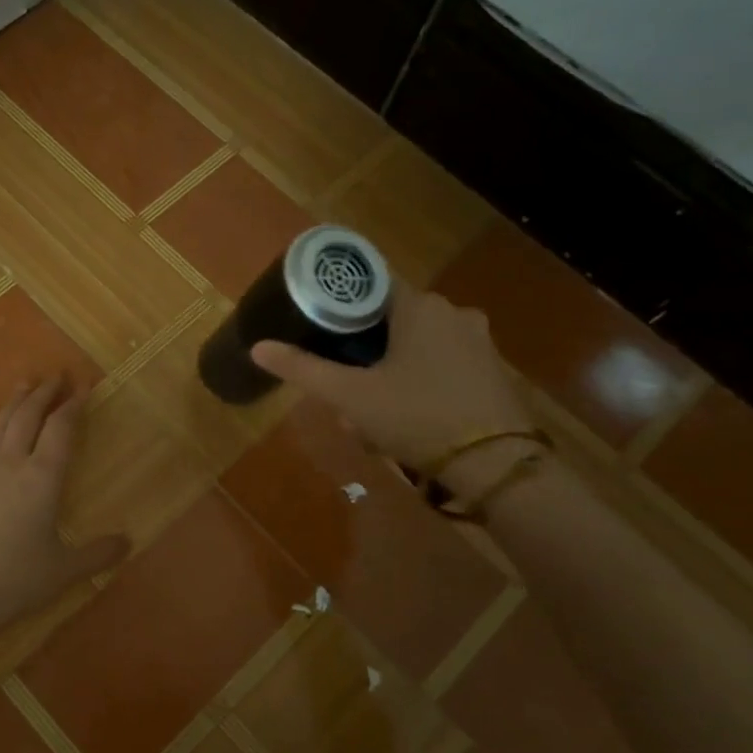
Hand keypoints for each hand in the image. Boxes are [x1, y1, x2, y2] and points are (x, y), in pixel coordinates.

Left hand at [0, 377, 128, 670]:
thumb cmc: (16, 579)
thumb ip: (98, 553)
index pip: (61, 429)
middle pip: (28, 417)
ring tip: (24, 384)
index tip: (83, 387)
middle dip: (44, 394)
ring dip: (13, 403)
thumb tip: (128, 542)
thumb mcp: (65, 569)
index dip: (74, 405)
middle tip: (56, 375)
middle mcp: (12, 465)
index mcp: (43, 477)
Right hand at [250, 283, 533, 482]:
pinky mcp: (493, 371)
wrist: (495, 465)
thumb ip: (303, 369)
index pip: (371, 288)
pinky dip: (422, 382)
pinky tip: (409, 418)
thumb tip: (257, 347)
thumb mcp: (350, 396)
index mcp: (420, 306)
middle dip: (366, 351)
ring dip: (393, 370)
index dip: (342, 309)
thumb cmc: (416, 417)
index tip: (322, 333)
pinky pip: (444, 365)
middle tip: (345, 386)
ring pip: (419, 345)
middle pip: (394, 320)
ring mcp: (479, 341)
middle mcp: (454, 312)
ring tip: (372, 411)